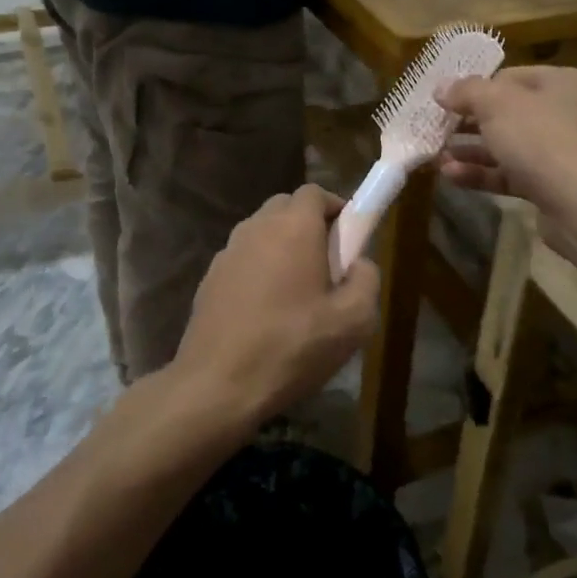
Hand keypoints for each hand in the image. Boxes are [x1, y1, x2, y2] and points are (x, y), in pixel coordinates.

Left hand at [170, 184, 380, 427]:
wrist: (217, 386)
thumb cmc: (292, 347)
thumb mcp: (354, 321)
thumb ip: (367, 279)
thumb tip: (359, 263)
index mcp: (293, 227)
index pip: (315, 192)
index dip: (337, 208)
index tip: (350, 239)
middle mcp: (256, 228)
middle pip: (287, 208)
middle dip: (310, 226)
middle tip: (328, 266)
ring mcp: (227, 253)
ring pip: (262, 233)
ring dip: (283, 249)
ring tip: (298, 294)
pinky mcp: (209, 279)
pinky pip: (243, 260)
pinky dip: (259, 271)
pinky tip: (267, 312)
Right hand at [435, 67, 576, 259]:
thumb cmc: (543, 141)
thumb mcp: (498, 105)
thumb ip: (467, 92)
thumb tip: (441, 87)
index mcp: (560, 83)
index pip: (508, 77)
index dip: (474, 88)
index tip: (443, 102)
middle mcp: (563, 113)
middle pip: (506, 113)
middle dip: (468, 123)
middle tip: (435, 130)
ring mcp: (558, 152)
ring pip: (505, 146)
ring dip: (470, 151)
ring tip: (435, 157)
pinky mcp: (550, 185)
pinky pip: (509, 174)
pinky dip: (482, 174)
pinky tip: (451, 176)